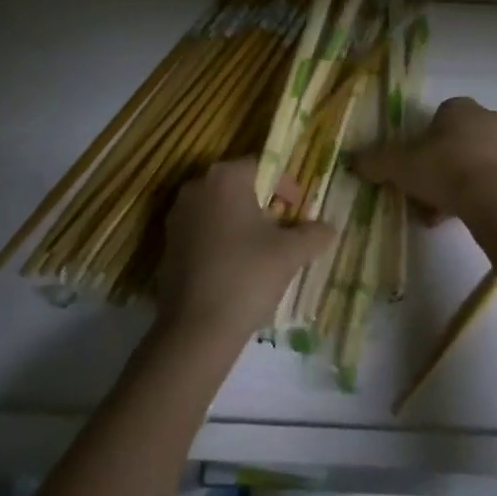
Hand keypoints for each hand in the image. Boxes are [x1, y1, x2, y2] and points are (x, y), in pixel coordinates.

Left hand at [158, 157, 333, 344]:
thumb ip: (314, 234)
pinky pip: (201, 232)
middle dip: (262, 204)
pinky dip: (219, 242)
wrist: (195, 330)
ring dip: (239, 224)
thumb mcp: (290, 254)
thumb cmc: (246, 276)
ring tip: (260, 254)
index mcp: (225, 176)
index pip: (262, 165)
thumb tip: (329, 227)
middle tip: (283, 231)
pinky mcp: (167, 244)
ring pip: (218, 210)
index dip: (284, 185)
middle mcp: (197, 186)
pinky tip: (234, 271)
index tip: (298, 211)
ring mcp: (177, 215)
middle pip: (238, 186)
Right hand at [352, 96, 496, 222]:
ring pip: (491, 161)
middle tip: (436, 197)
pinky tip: (489, 217)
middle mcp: (492, 119)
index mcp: (460, 109)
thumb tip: (351, 159)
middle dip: (451, 165)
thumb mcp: (401, 166)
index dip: (428, 144)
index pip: (441, 118)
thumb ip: (376, 161)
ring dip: (476, 181)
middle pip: (466, 140)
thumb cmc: (447, 171)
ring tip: (459, 214)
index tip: (420, 171)